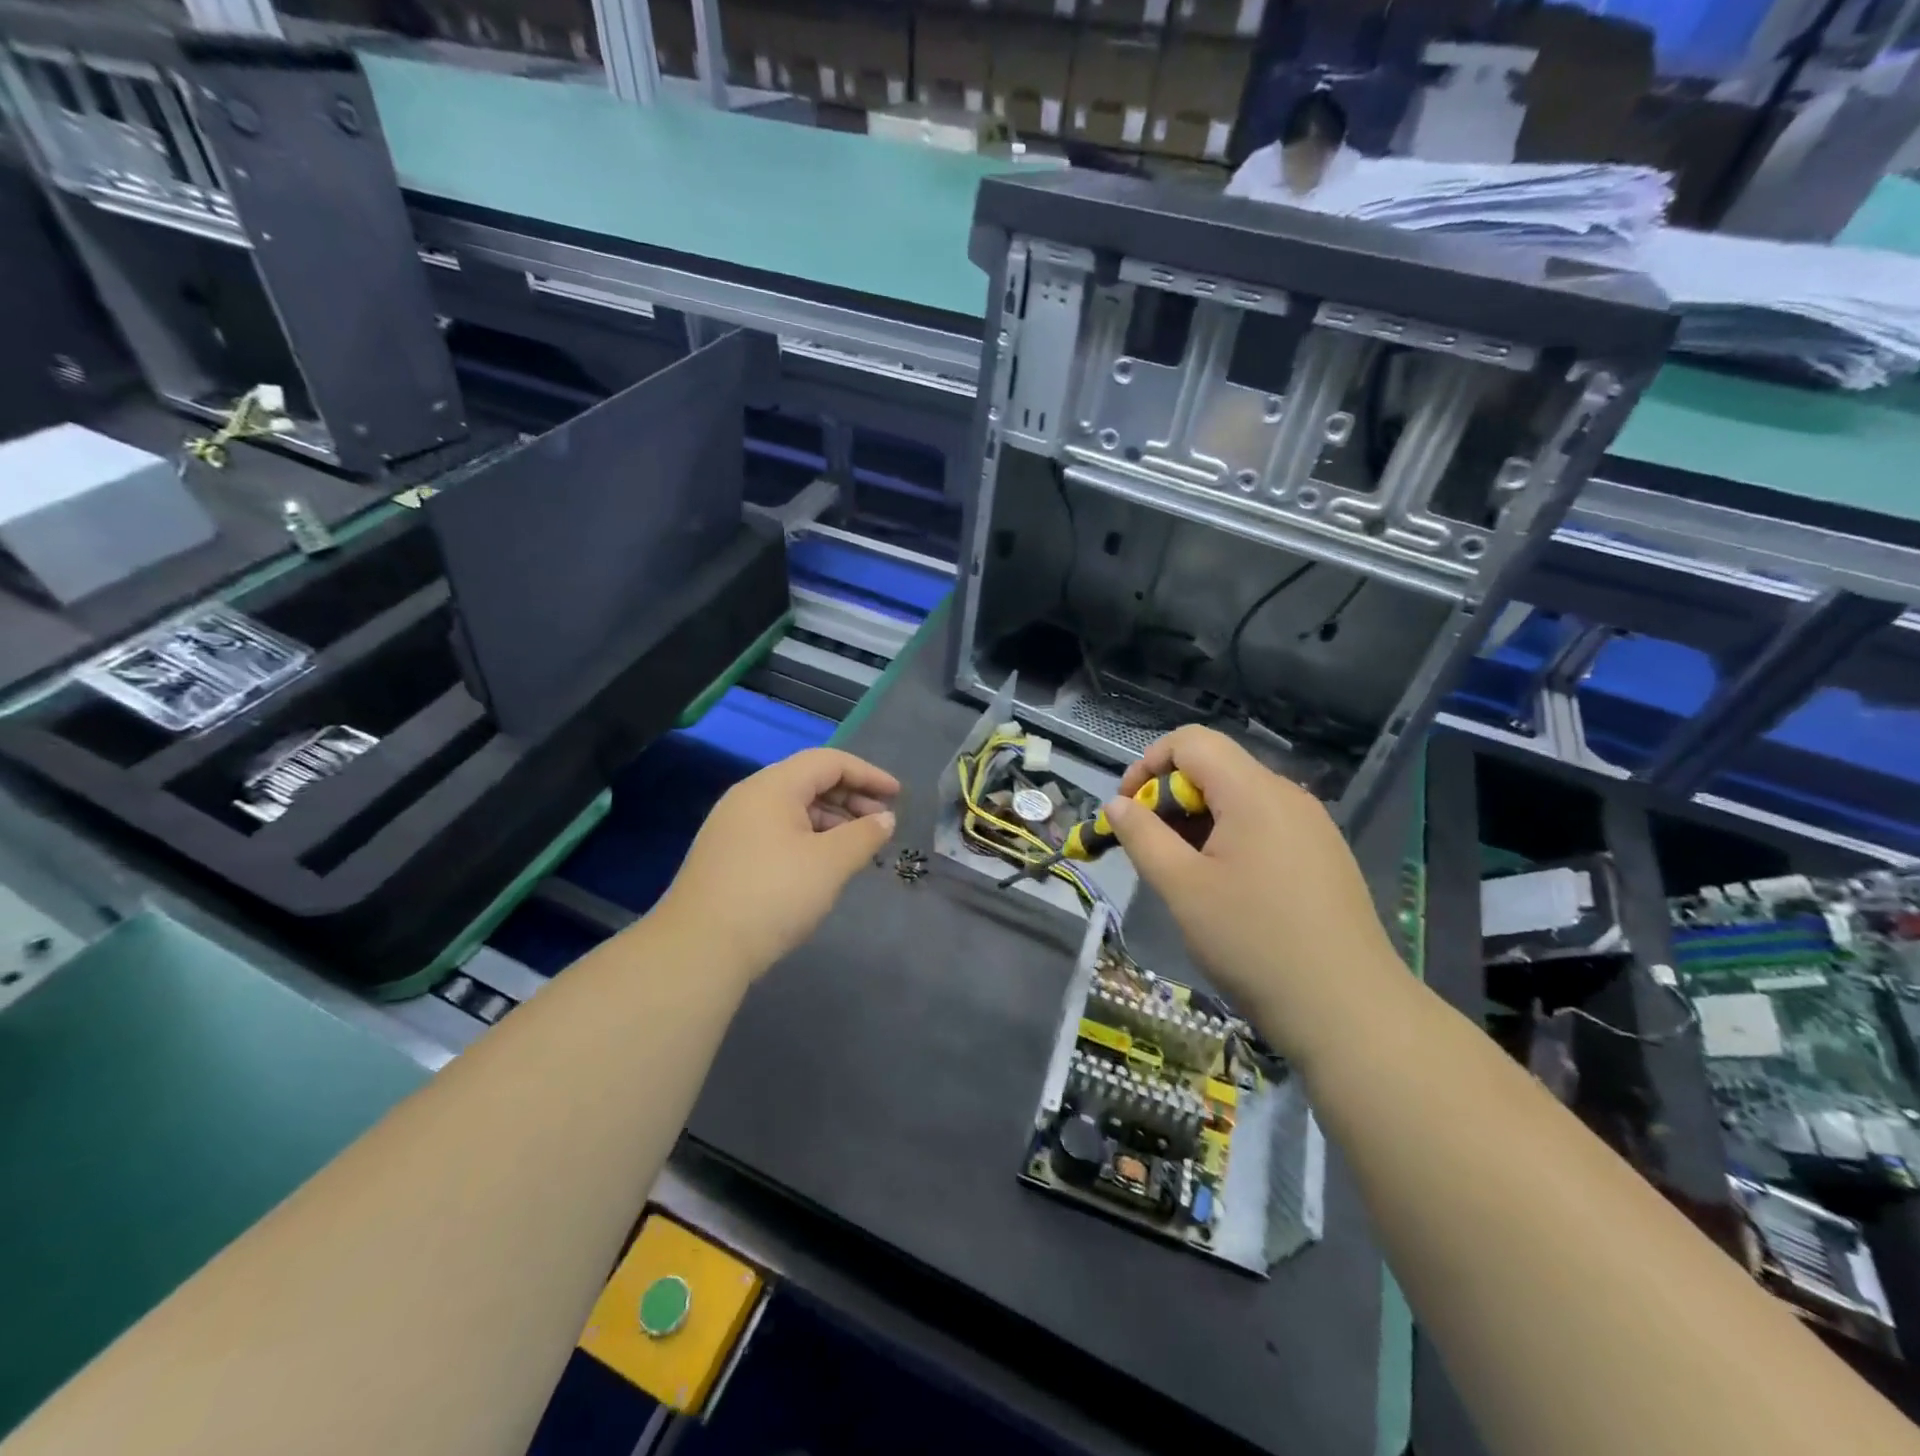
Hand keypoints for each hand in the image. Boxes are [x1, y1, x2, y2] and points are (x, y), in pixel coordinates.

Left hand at [658, 748, 898, 977]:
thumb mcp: (830, 863)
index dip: (868, 774)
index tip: (898, 796)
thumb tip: (884, 819)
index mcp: (772, 786)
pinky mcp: (727, 855)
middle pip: (809, 781)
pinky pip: (777, 831)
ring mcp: (733, 827)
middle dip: (851, 798)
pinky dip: (809, 837)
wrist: (699, 949)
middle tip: (882, 823)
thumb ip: (864, 835)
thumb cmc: (773, 895)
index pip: (829, 762)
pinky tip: (823, 864)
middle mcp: (749, 797)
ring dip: (831, 820)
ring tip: (858, 846)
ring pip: (792, 808)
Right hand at [1107, 726, 1398, 1062]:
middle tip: (1151, 850)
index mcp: (1253, 792)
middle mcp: (1288, 796)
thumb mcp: (1181, 887)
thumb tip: (1117, 804)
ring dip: (1199, 822)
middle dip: (1171, 798)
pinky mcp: (1325, 856)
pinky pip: (1266, 826)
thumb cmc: (1253, 942)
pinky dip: (1231, 840)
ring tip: (1184, 875)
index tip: (1128, 810)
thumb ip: (1142, 836)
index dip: (1148, 764)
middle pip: (1215, 768)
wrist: (1349, 1011)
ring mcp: (1313, 826)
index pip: (1191, 741)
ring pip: (1240, 800)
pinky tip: (1227, 889)